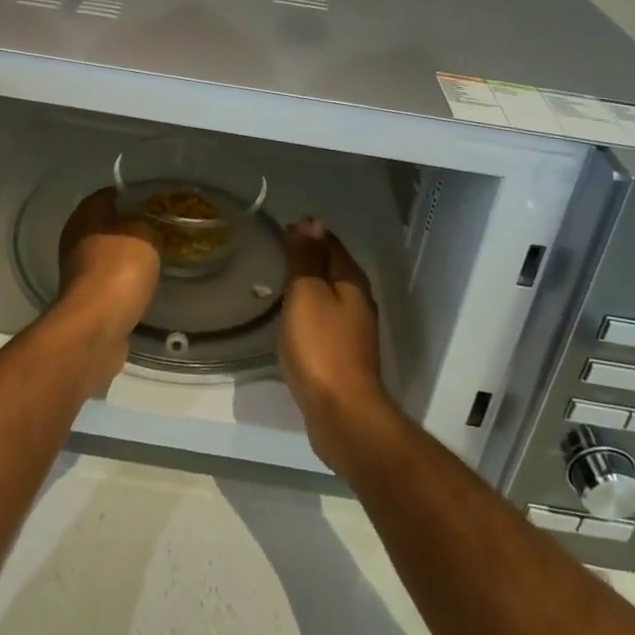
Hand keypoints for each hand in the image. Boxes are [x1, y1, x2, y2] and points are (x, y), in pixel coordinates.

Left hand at [54, 188, 160, 389]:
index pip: (107, 194)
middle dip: (130, 227)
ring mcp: (78, 273)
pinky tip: (144, 285)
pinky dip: (125, 282)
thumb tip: (140, 224)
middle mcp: (75, 241)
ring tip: (156, 257)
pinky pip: (110, 282)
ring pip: (107, 255)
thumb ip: (143, 222)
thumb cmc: (119, 269)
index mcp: (84, 217)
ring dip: (127, 257)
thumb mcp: (142, 233)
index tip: (153, 201)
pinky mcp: (87, 301)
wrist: (96, 327)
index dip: (130, 194)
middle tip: (159, 229)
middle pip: (105, 226)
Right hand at [279, 218, 395, 475]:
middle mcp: (358, 300)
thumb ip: (307, 258)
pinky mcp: (344, 355)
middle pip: (332, 268)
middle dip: (309, 257)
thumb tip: (310, 221)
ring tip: (279, 282)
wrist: (342, 413)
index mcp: (351, 280)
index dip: (307, 233)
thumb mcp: (307, 293)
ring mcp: (354, 330)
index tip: (281, 229)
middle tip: (276, 252)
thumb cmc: (321, 347)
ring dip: (309, 285)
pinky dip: (309, 311)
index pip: (330, 243)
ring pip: (329, 295)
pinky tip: (292, 320)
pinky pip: (325, 320)